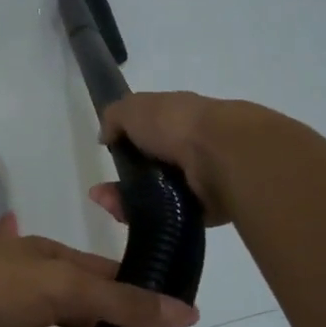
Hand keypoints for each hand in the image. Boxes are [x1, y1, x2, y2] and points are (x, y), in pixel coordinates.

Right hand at [88, 91, 245, 227]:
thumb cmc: (177, 125)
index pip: (150, 130)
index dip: (127, 142)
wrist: (223, 156)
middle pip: (151, 169)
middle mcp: (193, 148)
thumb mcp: (134, 108)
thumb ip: (115, 117)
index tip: (109, 153)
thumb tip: (106, 136)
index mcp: (181, 118)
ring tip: (109, 204)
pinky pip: (170, 216)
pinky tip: (127, 216)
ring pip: (157, 195)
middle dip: (123, 182)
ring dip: (128, 202)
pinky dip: (147, 218)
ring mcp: (201, 179)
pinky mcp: (207, 209)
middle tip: (102, 192)